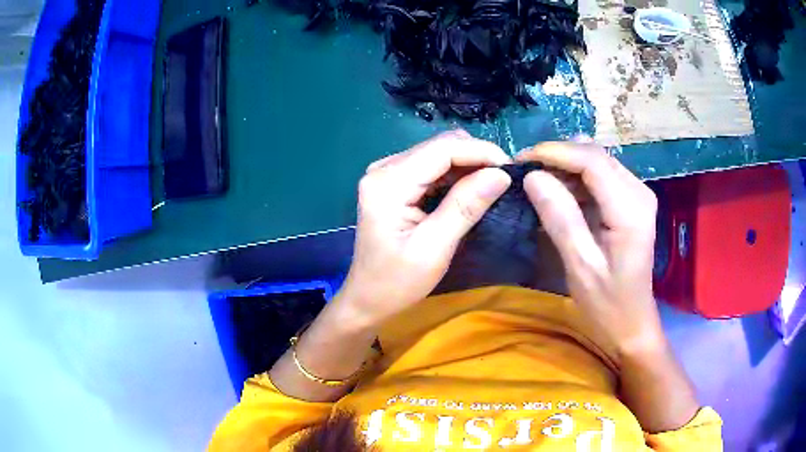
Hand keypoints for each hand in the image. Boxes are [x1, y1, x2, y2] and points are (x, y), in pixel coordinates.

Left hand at [338, 131, 511, 325]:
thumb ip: (465, 207)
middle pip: (439, 146)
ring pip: (438, 153)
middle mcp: (384, 169)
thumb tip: (501, 174)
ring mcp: (387, 173)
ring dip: (468, 165)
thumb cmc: (397, 282)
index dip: (480, 152)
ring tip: (493, 185)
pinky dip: (455, 174)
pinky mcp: (393, 182)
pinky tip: (471, 189)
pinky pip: (431, 167)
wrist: (368, 298)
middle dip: (476, 157)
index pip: (441, 149)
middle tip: (505, 180)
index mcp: (387, 183)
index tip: (511, 169)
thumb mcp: (434, 248)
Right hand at [517, 142, 662, 356]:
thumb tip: (532, 177)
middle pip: (595, 155)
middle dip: (557, 156)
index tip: (520, 160)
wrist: (632, 323)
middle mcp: (639, 192)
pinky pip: (600, 177)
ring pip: (596, 162)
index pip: (592, 161)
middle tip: (523, 170)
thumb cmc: (607, 304)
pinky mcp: (631, 201)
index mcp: (630, 209)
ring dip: (565, 166)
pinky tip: (557, 192)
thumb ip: (560, 218)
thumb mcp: (580, 266)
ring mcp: (637, 195)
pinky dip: (576, 179)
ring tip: (535, 181)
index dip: (554, 153)